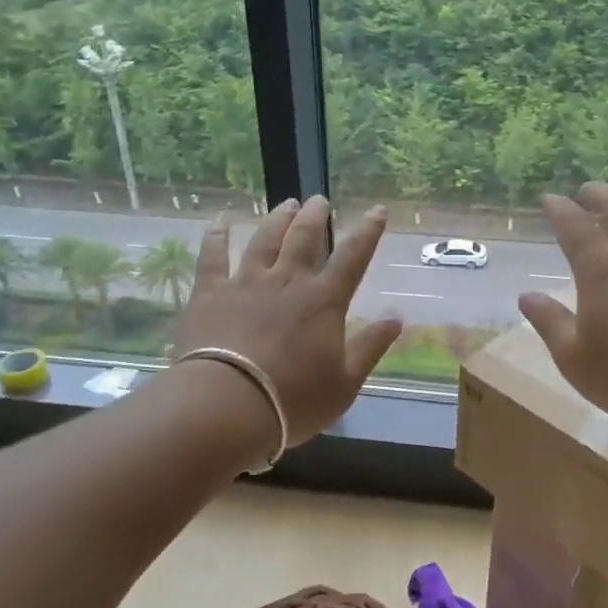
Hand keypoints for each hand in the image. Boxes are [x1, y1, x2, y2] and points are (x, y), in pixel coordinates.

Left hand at [170, 196, 402, 446]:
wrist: (225, 406)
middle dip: (315, 216)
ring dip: (278, 219)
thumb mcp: (344, 383)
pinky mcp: (210, 293)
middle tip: (319, 200)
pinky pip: (213, 256)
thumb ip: (370, 347)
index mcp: (324, 301)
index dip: (367, 232)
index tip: (377, 210)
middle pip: (304, 238)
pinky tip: (219, 220)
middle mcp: (288, 281)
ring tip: (286, 204)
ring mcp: (246, 283)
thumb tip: (397, 319)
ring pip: (265, 240)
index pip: (353, 257)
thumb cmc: (292, 401)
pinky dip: (216, 235)